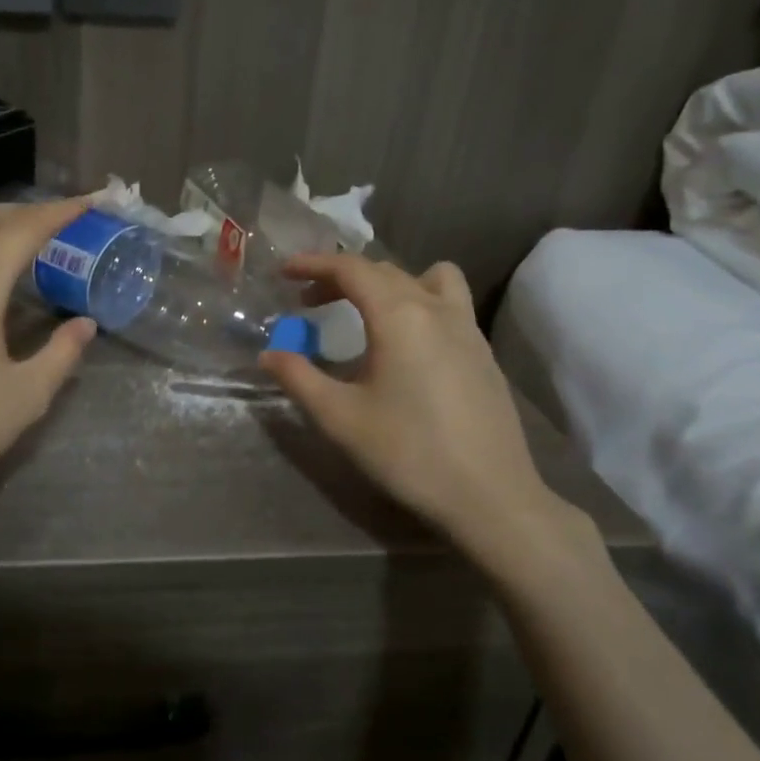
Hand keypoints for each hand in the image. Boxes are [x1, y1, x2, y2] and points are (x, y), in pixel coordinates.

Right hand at [259, 254, 594, 584]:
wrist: (490, 496)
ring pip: (426, 279)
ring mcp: (468, 328)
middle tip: (308, 301)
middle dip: (341, 277)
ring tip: (366, 311)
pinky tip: (405, 345)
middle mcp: (437, 309)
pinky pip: (448, 304)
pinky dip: (417, 303)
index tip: (284, 272)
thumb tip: (269, 354)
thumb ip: (298, 378)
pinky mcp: (483, 353)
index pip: (351, 269)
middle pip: (384, 271)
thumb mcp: (339, 418)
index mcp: (399, 316)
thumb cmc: (408, 453)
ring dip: (389, 282)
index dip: (313, 264)